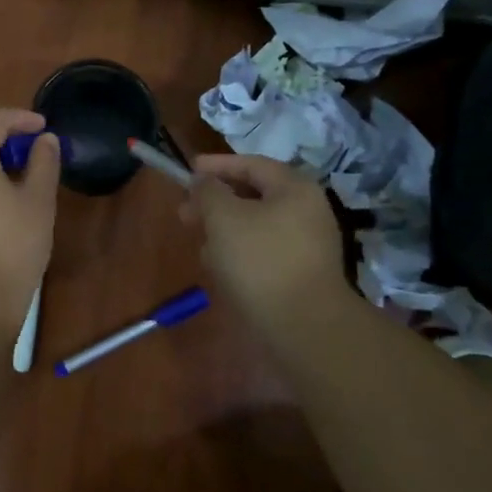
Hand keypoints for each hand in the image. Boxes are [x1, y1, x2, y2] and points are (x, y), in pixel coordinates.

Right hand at [190, 154, 355, 329]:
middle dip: (214, 203)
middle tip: (185, 213)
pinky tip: (220, 271)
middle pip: (252, 196)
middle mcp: (306, 211)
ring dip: (223, 231)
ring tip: (200, 247)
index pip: (251, 164)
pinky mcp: (300, 274)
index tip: (188, 170)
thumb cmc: (261, 260)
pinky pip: (263, 252)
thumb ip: (208, 191)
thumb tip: (204, 182)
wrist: (304, 327)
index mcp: (294, 189)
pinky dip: (239, 254)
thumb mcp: (223, 217)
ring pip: (254, 226)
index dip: (216, 165)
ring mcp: (306, 245)